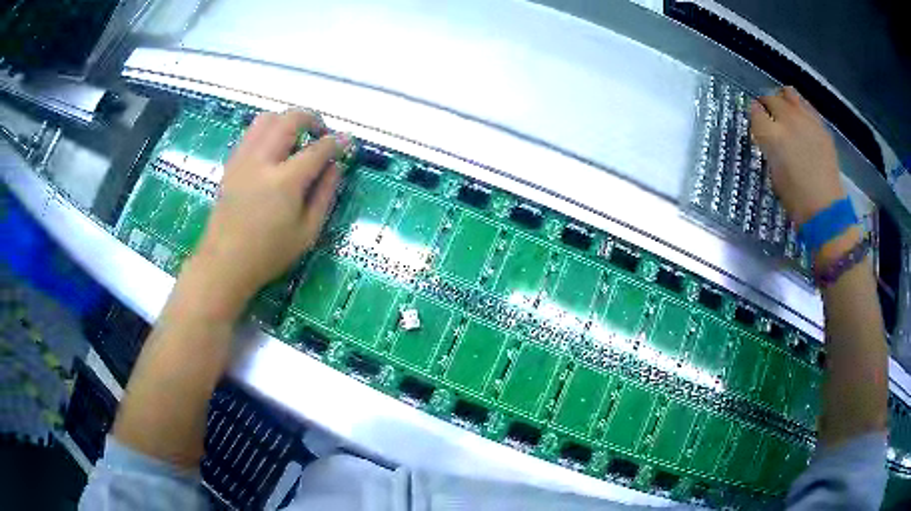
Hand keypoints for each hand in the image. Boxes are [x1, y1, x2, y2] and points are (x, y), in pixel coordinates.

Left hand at [185, 109, 351, 317]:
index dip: (337, 142)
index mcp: (285, 181)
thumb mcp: (307, 233)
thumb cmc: (268, 254)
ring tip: (296, 138)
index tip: (347, 141)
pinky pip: (251, 132)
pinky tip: (273, 150)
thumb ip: (325, 195)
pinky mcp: (231, 164)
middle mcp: (262, 161)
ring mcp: (243, 159)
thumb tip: (336, 167)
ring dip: (287, 120)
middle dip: (312, 118)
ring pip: (266, 118)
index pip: (318, 149)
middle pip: (290, 119)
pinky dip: (268, 130)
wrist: (224, 263)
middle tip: (321, 134)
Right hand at [750, 86, 844, 226]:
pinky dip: (800, 109)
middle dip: (767, 104)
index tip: (756, 121)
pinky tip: (802, 122)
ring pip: (789, 93)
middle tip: (769, 116)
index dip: (754, 114)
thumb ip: (769, 146)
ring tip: (786, 112)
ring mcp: (806, 120)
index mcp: (771, 135)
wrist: (825, 208)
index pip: (755, 111)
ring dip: (784, 100)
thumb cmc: (795, 198)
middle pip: (771, 98)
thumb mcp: (774, 171)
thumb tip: (768, 134)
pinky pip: (806, 106)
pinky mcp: (820, 125)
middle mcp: (787, 120)